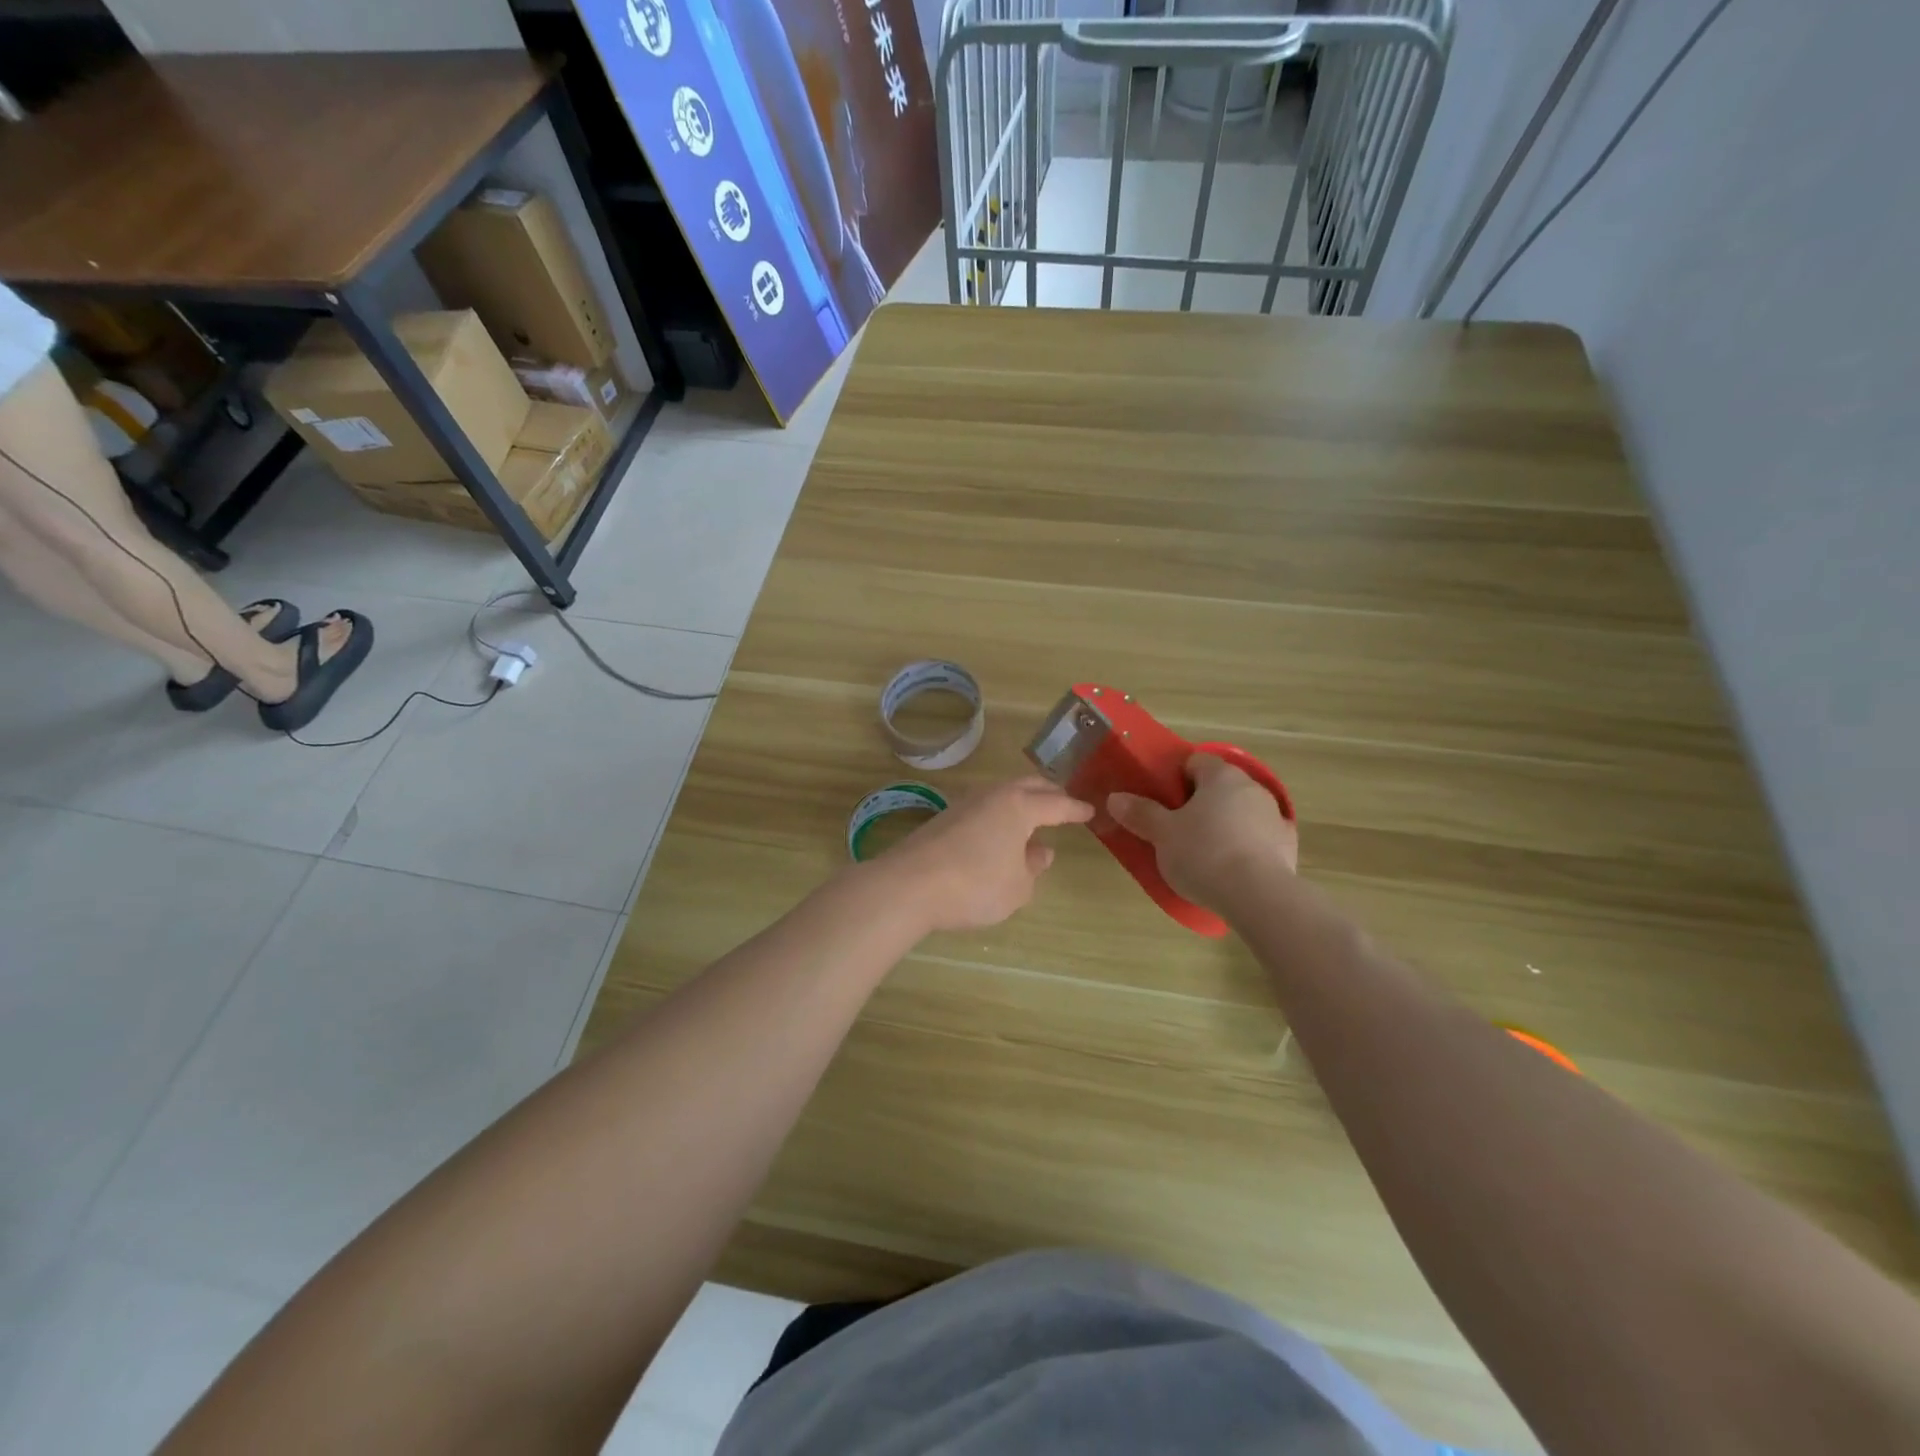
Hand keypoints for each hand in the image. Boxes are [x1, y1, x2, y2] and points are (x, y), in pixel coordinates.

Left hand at [874, 776, 1093, 932]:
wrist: (909, 885)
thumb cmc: (975, 885)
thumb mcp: (1017, 887)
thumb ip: (1033, 867)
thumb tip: (1040, 851)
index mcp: (1019, 806)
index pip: (1057, 804)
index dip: (1075, 809)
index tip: (1090, 811)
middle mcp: (993, 795)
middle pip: (1028, 786)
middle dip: (1049, 793)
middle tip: (1063, 804)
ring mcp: (965, 803)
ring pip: (1003, 794)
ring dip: (1022, 801)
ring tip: (1033, 817)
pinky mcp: (944, 818)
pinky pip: (984, 808)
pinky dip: (1000, 814)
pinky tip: (999, 833)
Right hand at [1108, 753, 1297, 912]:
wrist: (1258, 897)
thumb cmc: (1204, 854)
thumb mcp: (1162, 834)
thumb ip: (1140, 813)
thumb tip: (1115, 798)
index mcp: (1222, 776)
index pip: (1195, 762)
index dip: (1174, 778)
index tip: (1161, 801)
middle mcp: (1252, 787)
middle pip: (1219, 787)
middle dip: (1199, 804)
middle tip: (1176, 829)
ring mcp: (1275, 816)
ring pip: (1240, 812)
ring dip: (1224, 825)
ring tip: (1202, 854)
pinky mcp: (1288, 846)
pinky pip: (1257, 839)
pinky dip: (1244, 847)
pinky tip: (1229, 870)